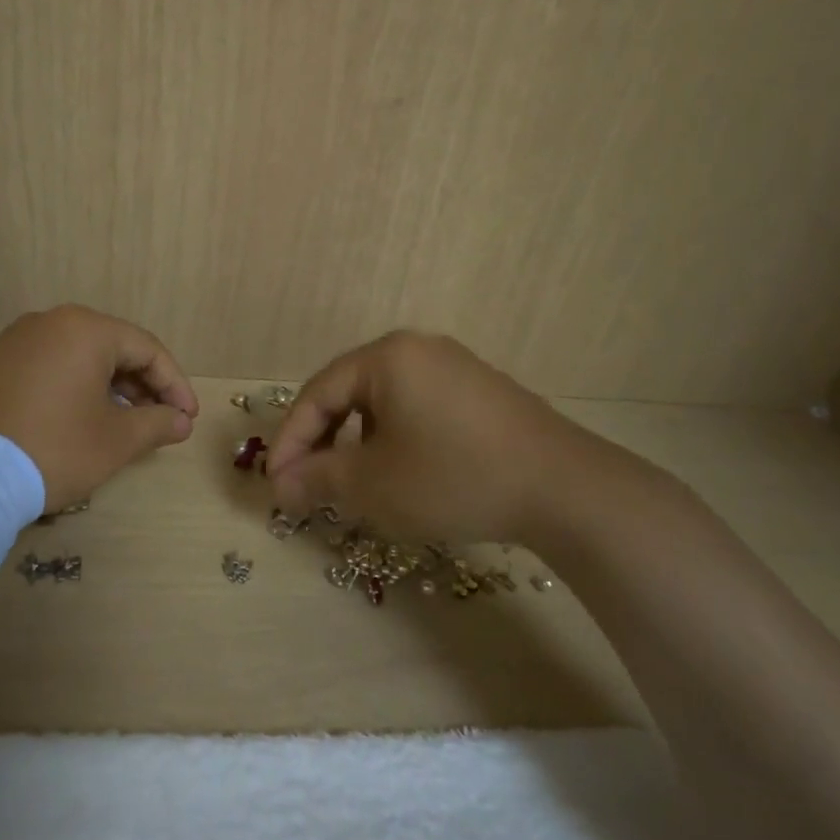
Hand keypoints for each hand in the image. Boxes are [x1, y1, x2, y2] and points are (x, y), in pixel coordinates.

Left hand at [0, 305, 198, 509]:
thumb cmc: (54, 448)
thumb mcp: (115, 441)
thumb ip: (156, 424)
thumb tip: (180, 421)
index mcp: (84, 330)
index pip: (147, 349)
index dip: (174, 385)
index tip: (187, 418)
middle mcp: (47, 324)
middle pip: (110, 350)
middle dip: (141, 387)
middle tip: (159, 422)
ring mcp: (10, 344)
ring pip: (75, 360)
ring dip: (106, 390)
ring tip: (120, 425)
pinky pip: (43, 371)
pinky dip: (69, 392)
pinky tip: (73, 424)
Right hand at [266, 331, 621, 547]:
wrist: (564, 490)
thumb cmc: (452, 478)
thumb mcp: (373, 484)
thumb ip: (317, 478)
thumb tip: (280, 485)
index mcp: (385, 357)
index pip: (316, 394)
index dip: (289, 441)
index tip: (275, 485)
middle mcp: (418, 349)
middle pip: (348, 393)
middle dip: (322, 441)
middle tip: (306, 484)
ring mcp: (454, 366)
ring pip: (382, 402)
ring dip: (356, 442)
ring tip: (349, 482)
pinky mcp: (480, 391)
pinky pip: (417, 407)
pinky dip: (393, 438)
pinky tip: (399, 471)